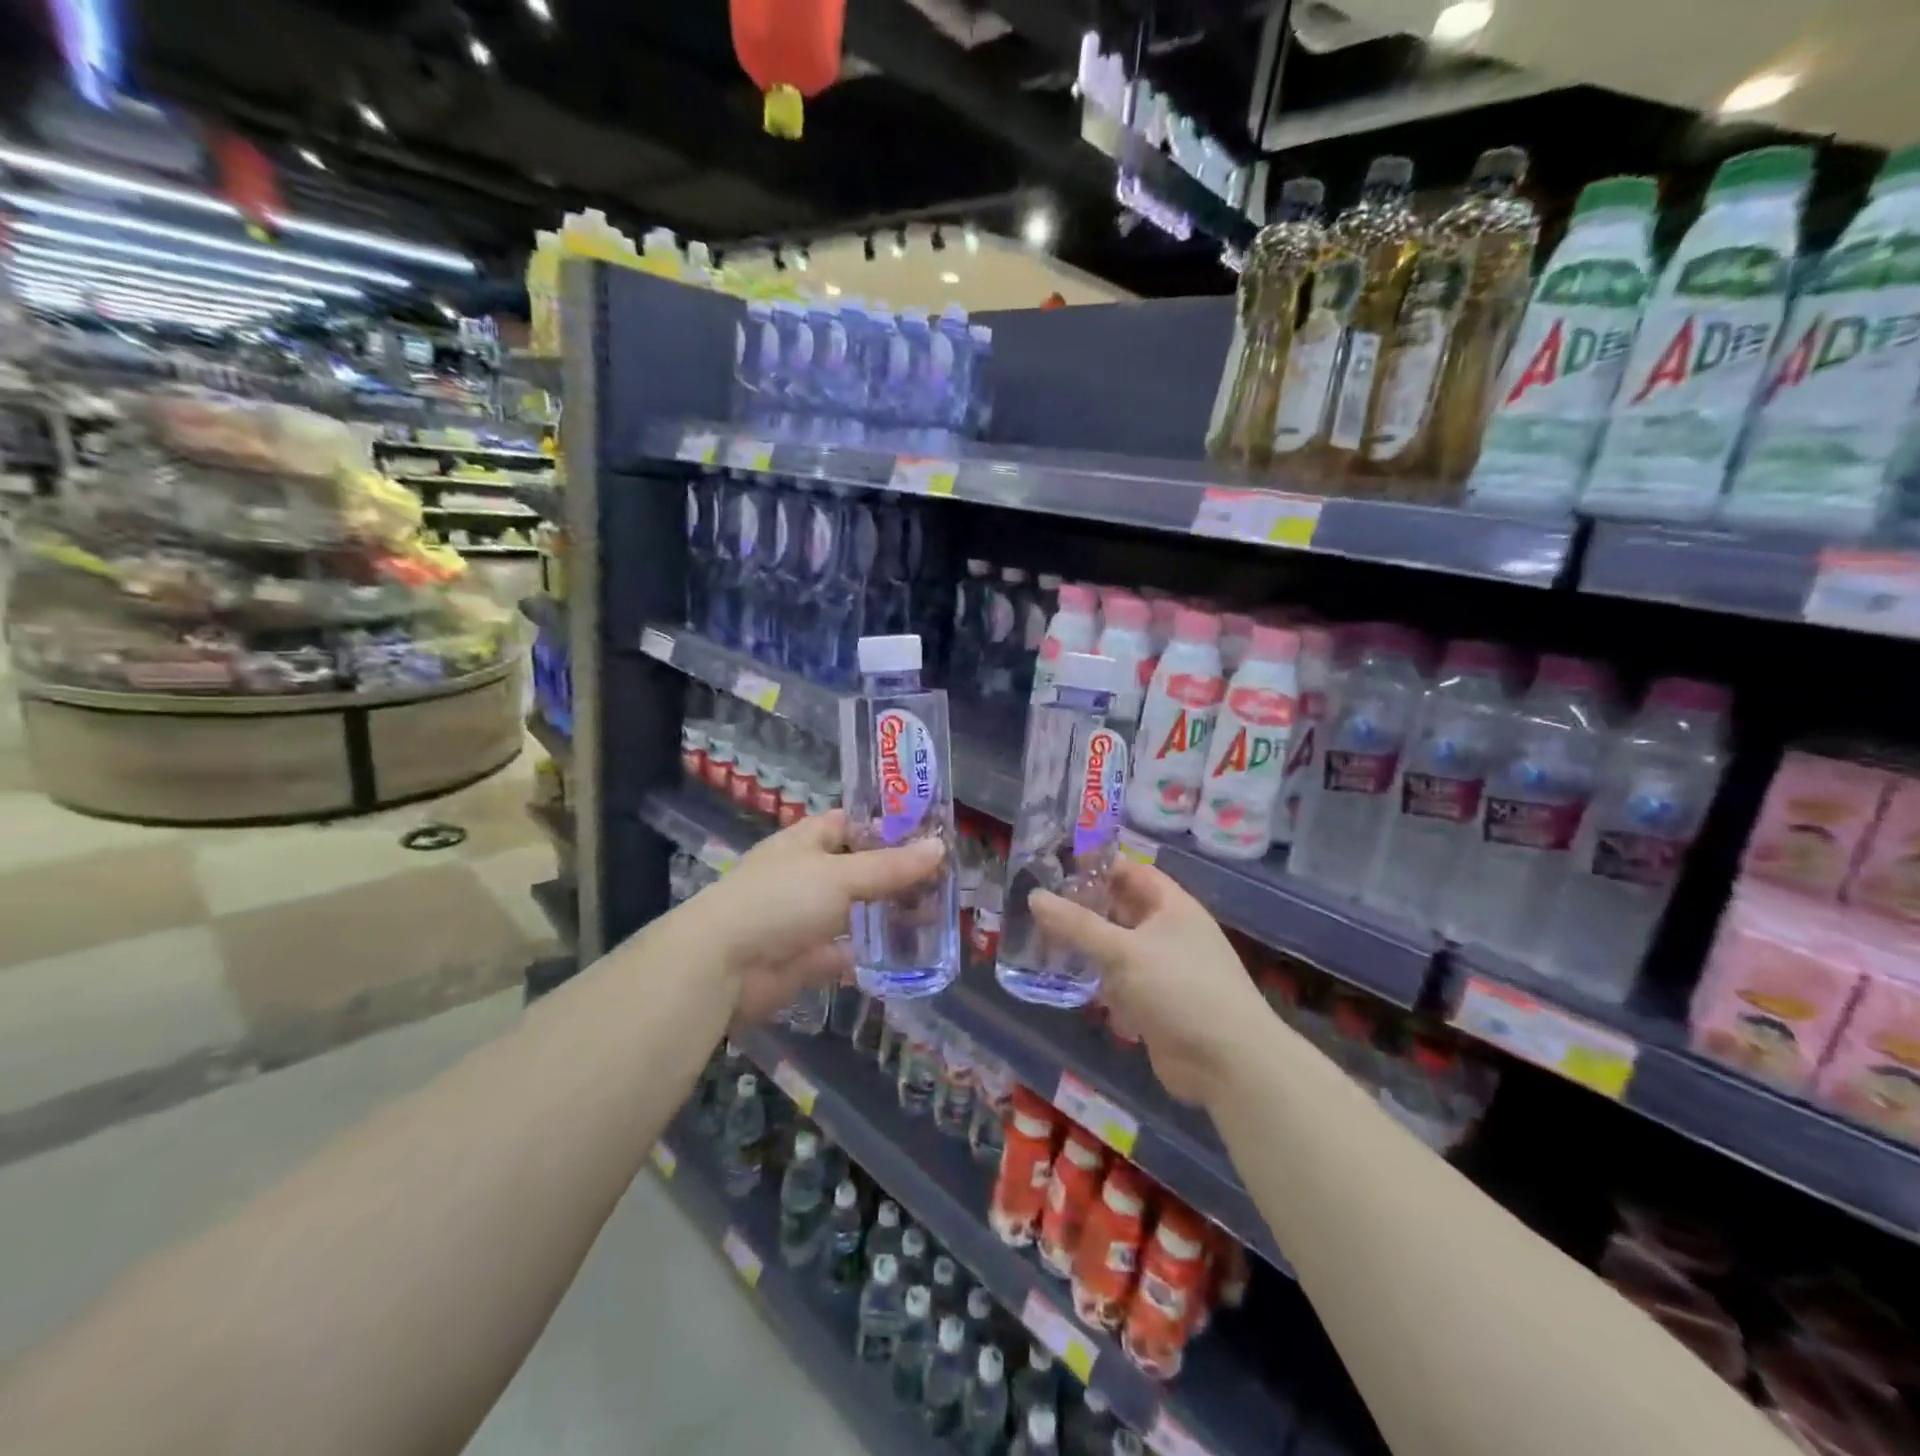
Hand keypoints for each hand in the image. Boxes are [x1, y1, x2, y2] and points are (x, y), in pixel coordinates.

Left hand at [678, 810, 944, 1023]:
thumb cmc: (781, 900)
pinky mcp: (807, 958)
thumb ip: (891, 867)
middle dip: (897, 874)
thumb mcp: (841, 876)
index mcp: (807, 841)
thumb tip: (940, 846)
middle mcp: (807, 875)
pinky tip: (910, 954)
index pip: (852, 823)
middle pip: (860, 869)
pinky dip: (872, 953)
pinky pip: (847, 951)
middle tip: (946, 879)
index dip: (888, 825)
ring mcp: (806, 917)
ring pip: (857, 911)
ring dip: (889, 914)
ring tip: (939, 913)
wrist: (723, 966)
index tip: (929, 832)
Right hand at [1030, 860, 1270, 1105]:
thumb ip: (1077, 925)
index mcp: (1172, 906)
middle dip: (1084, 909)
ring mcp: (1162, 970)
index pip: (1131, 872)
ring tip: (1039, 939)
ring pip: (1116, 949)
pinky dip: (1096, 981)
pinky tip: (1064, 980)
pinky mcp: (1154, 1004)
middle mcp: (1168, 932)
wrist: (1228, 1063)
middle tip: (1037, 904)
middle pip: (1121, 910)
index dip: (1097, 866)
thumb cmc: (1180, 989)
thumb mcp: (1124, 951)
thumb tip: (1035, 896)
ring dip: (1086, 947)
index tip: (1055, 865)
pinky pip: (1119, 983)